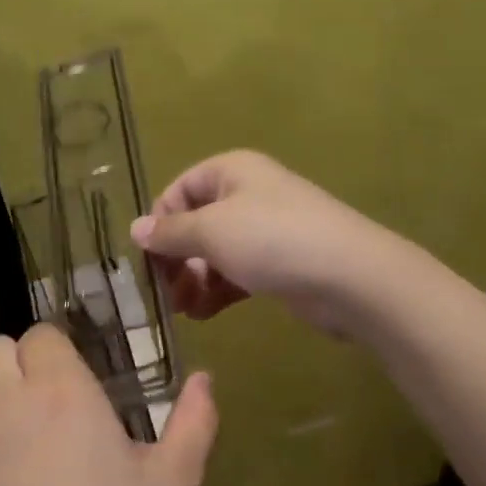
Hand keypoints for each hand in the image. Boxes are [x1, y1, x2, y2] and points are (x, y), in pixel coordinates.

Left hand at [0, 325, 218, 485]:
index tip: (80, 380)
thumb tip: (203, 378)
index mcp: (60, 392)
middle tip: (51, 405)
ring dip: (4, 415)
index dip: (59, 349)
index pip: (41, 334)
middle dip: (18, 364)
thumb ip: (195, 420)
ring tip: (38, 471)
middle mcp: (5, 406)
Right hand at [130, 149, 402, 337]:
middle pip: (195, 223)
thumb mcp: (211, 231)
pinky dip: (218, 291)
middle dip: (177, 259)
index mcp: (230, 172)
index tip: (150, 260)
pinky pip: (237, 272)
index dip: (160, 223)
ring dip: (194, 280)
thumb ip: (171, 232)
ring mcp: (266, 230)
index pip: (179, 190)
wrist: (350, 276)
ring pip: (215, 252)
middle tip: (166, 292)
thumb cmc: (272, 239)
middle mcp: (247, 194)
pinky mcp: (279, 263)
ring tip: (184, 310)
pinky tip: (205, 313)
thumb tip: (135, 228)